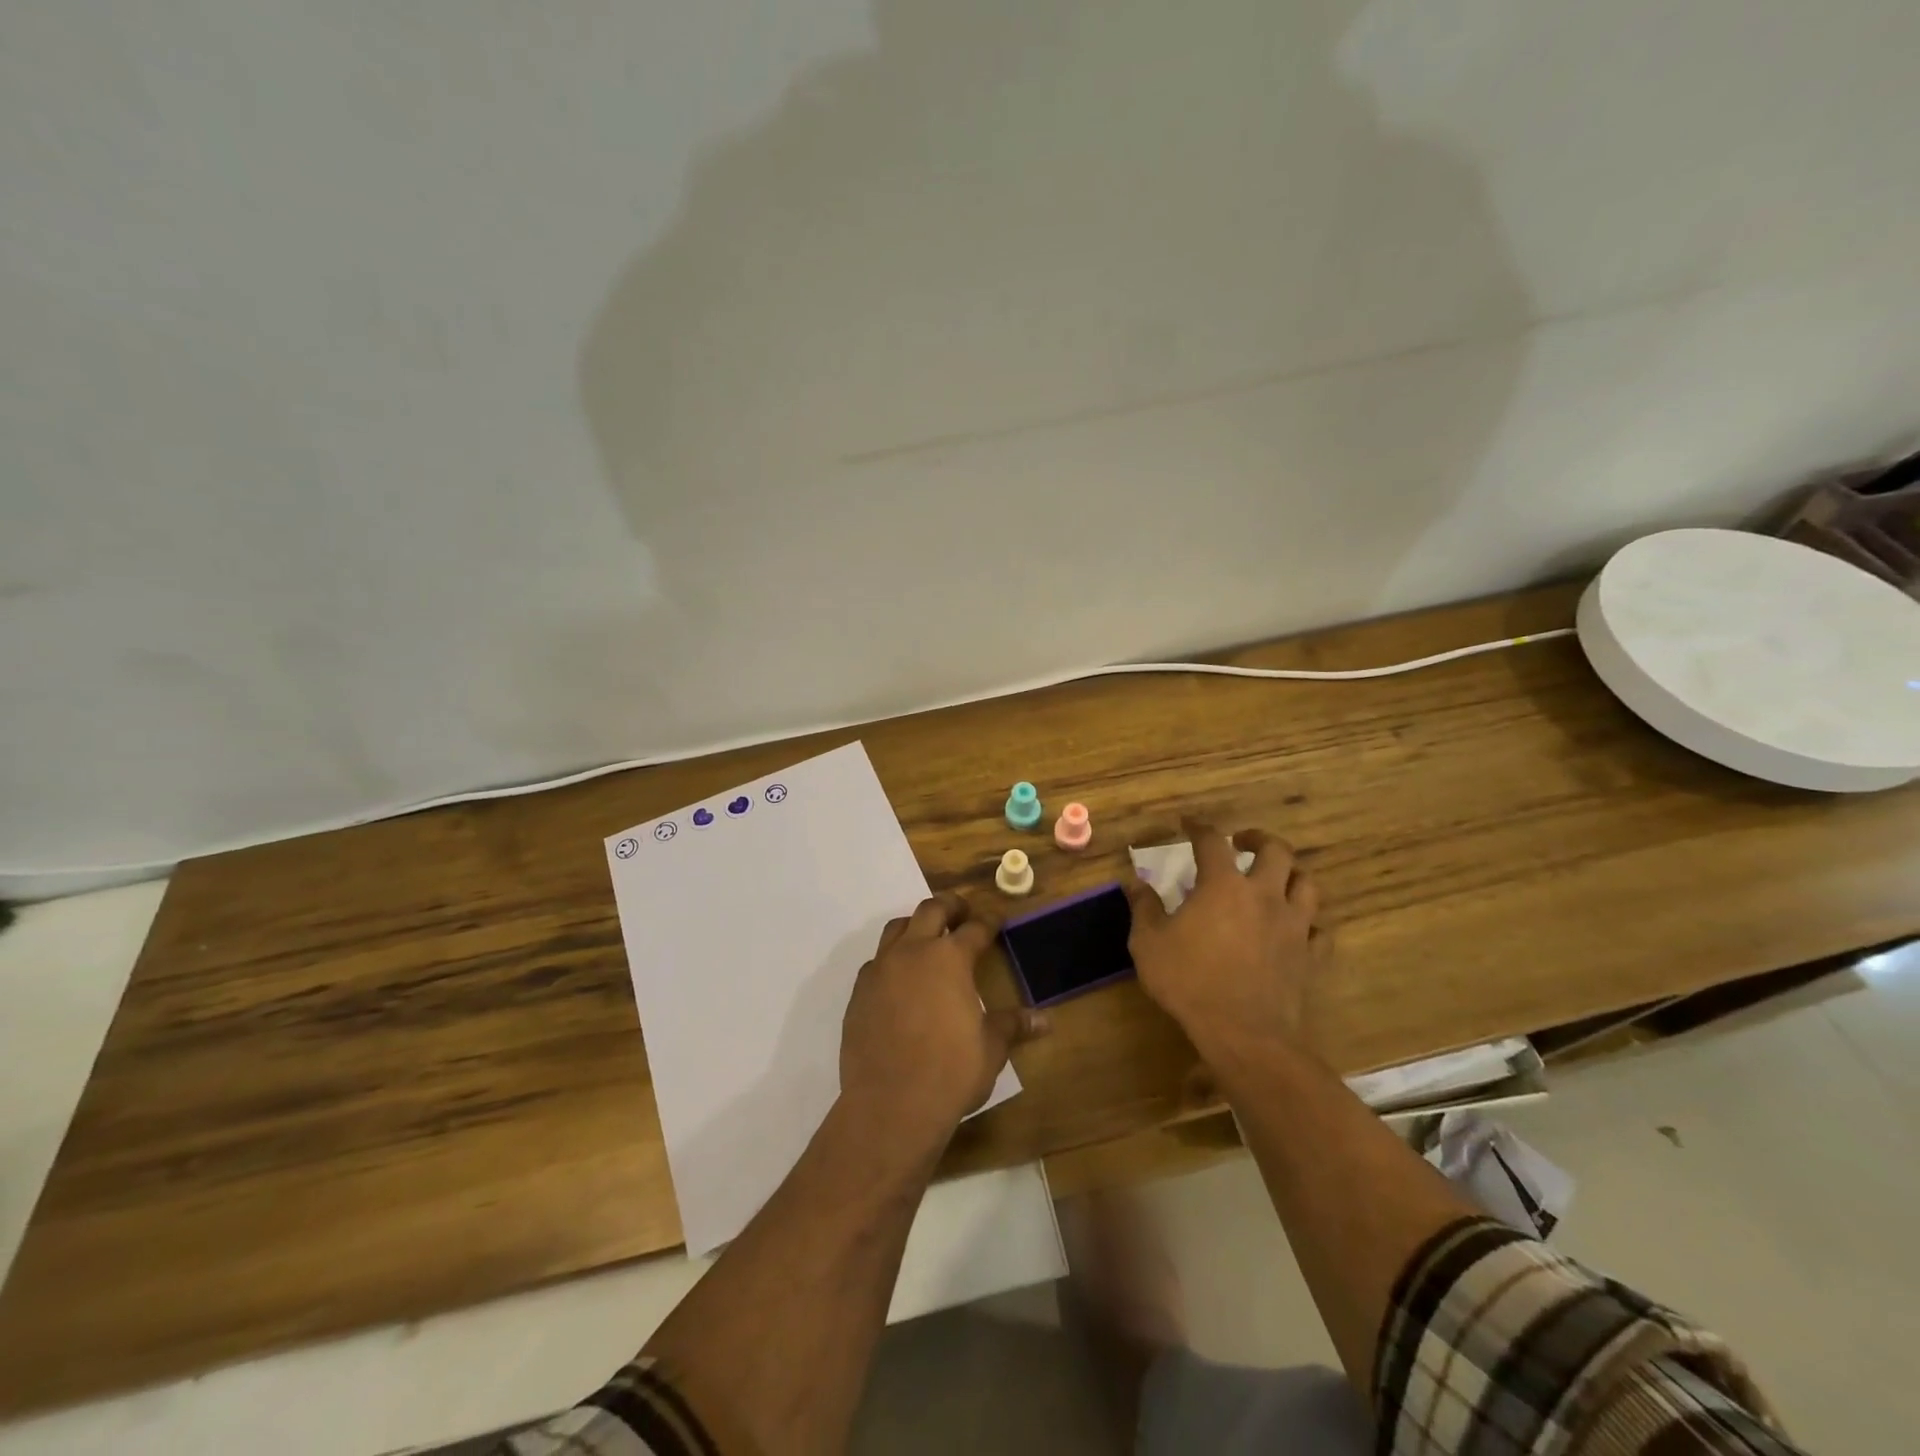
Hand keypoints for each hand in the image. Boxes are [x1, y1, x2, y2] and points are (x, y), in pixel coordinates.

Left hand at [840, 893, 1049, 1144]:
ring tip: (927, 938)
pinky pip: (876, 962)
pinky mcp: (859, 992)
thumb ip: (1012, 1025)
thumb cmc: (951, 1072)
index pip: (975, 928)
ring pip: (896, 927)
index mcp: (950, 959)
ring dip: (915, 925)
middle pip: (931, 910)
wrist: (890, 1104)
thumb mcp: (990, 1048)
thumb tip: (1044, 1020)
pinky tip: (899, 979)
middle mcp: (913, 952)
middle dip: (950, 906)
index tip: (996, 920)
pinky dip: (891, 959)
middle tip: (962, 912)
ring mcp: (881, 969)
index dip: (989, 922)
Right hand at [1124, 819, 1322, 1068]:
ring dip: (1291, 873)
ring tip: (1276, 877)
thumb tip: (1135, 882)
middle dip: (1258, 839)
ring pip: (1307, 884)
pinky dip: (1310, 922)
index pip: (1212, 842)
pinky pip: (1320, 929)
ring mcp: (1294, 925)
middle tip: (1242, 843)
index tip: (1188, 824)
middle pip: (1276, 850)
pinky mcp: (1310, 956)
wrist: (1243, 1033)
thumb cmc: (1189, 981)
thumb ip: (1144, 908)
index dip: (1199, 827)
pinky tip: (1297, 927)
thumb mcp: (1149, 943)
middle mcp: (1264, 895)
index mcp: (1223, 885)